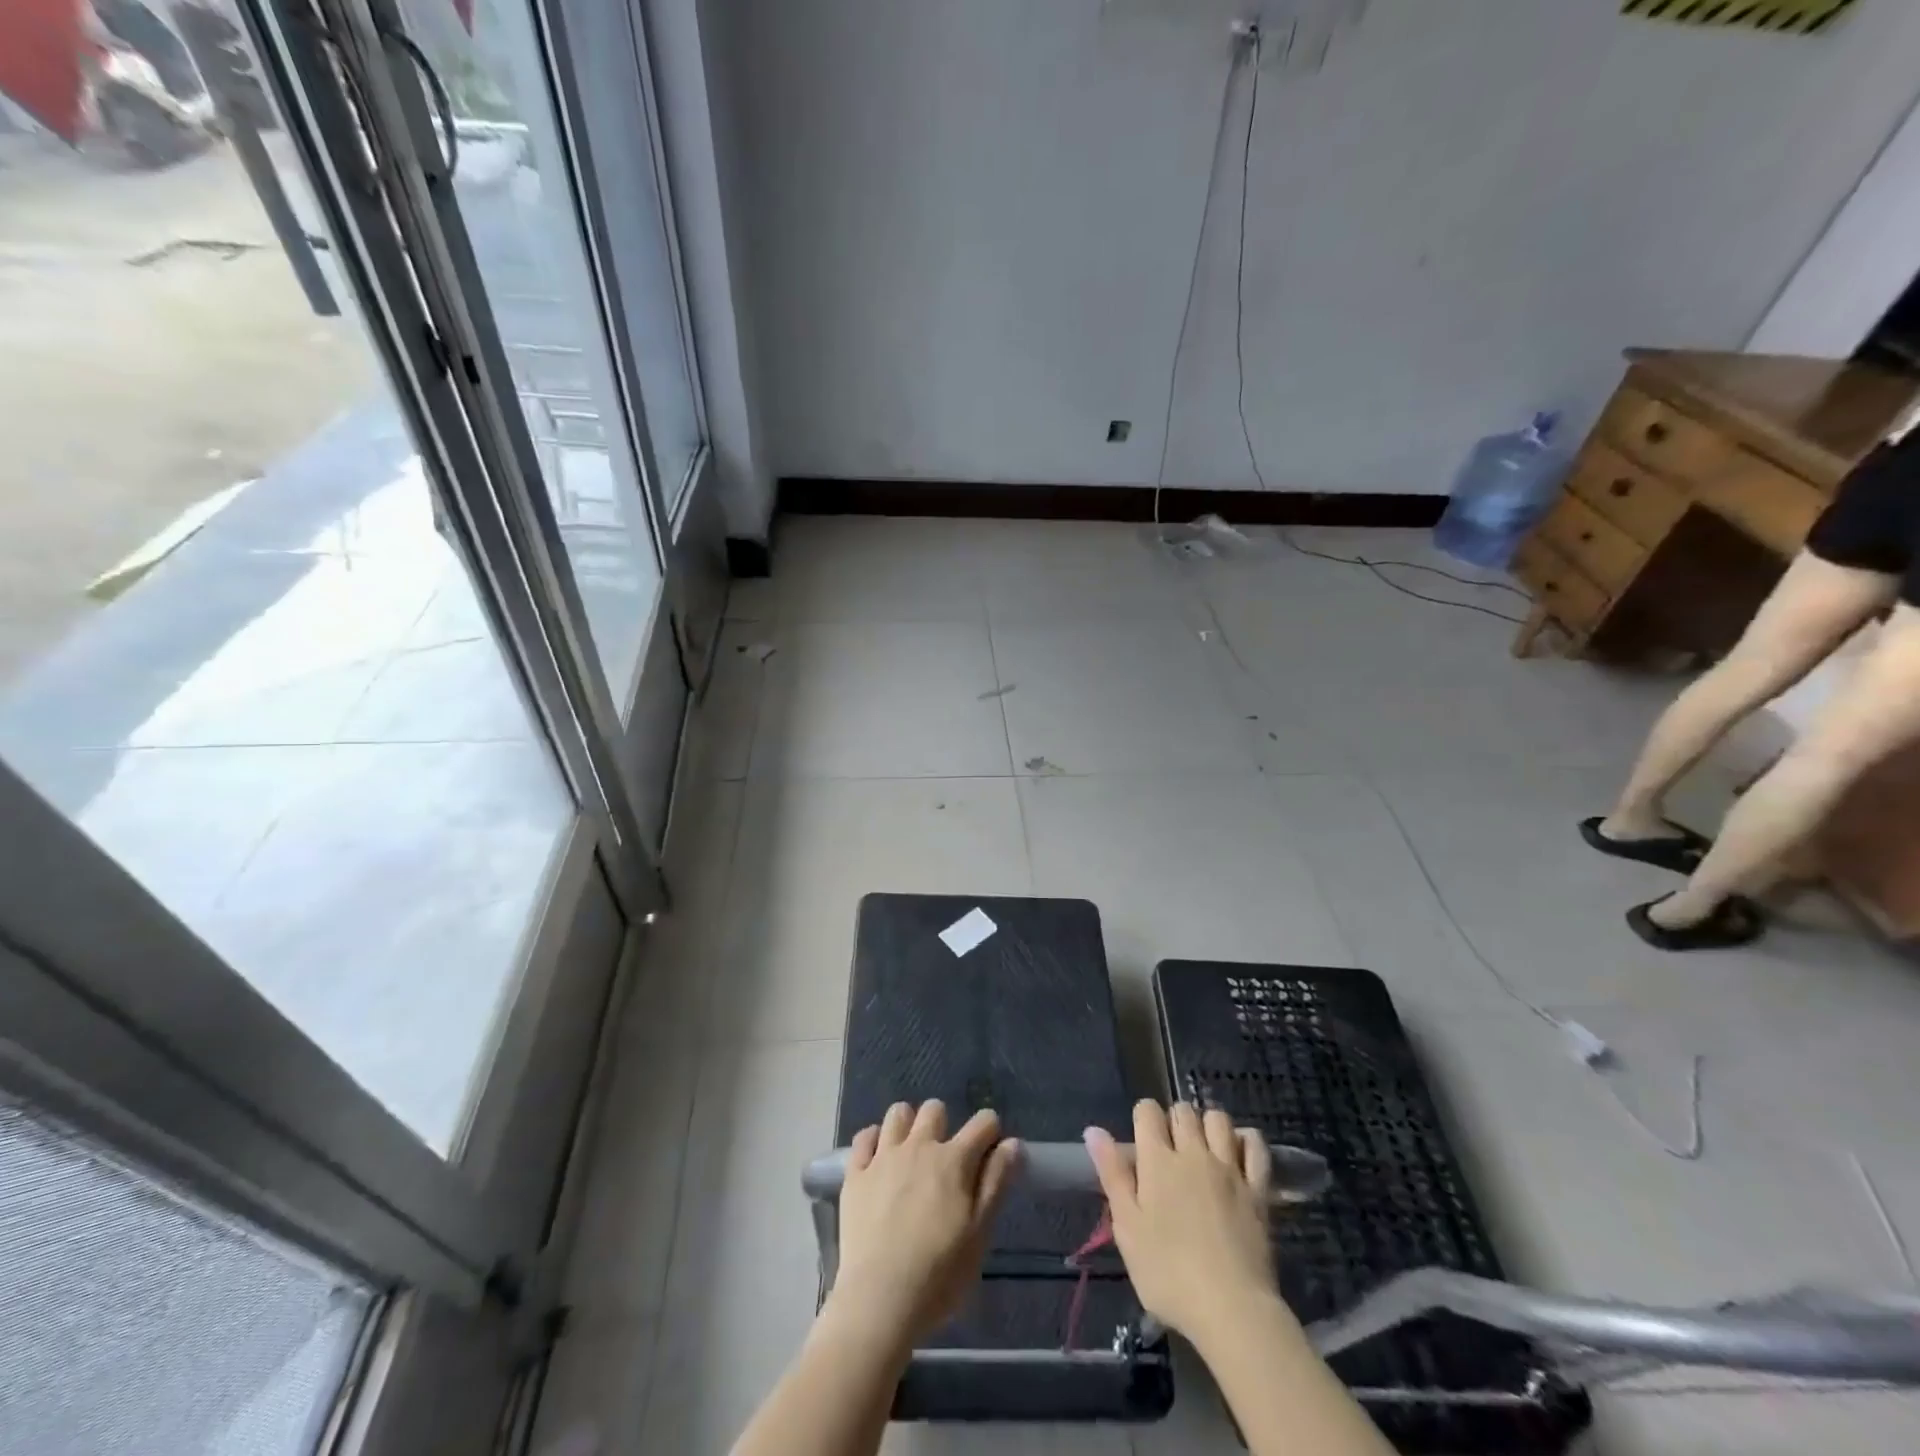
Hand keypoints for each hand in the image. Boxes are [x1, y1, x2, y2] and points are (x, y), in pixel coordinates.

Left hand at [828, 1100, 1021, 1346]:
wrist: (880, 1299)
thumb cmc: (939, 1274)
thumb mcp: (980, 1234)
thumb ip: (997, 1184)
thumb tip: (1012, 1143)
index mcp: (954, 1161)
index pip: (983, 1123)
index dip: (990, 1132)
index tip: (989, 1152)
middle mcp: (919, 1146)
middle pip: (935, 1109)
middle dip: (944, 1125)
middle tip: (944, 1159)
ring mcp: (884, 1157)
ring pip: (898, 1113)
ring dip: (907, 1125)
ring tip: (909, 1154)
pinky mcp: (855, 1174)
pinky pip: (864, 1137)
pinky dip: (873, 1141)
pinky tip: (878, 1160)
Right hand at [1086, 1100, 1282, 1349]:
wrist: (1232, 1310)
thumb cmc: (1169, 1273)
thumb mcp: (1127, 1228)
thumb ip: (1112, 1175)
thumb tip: (1094, 1130)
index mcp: (1157, 1160)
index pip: (1148, 1111)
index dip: (1143, 1118)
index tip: (1142, 1141)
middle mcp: (1193, 1152)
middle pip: (1183, 1110)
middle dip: (1174, 1119)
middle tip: (1171, 1150)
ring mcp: (1229, 1168)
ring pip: (1218, 1118)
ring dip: (1208, 1124)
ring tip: (1204, 1148)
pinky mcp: (1258, 1188)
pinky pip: (1255, 1145)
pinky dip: (1247, 1140)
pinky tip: (1238, 1154)